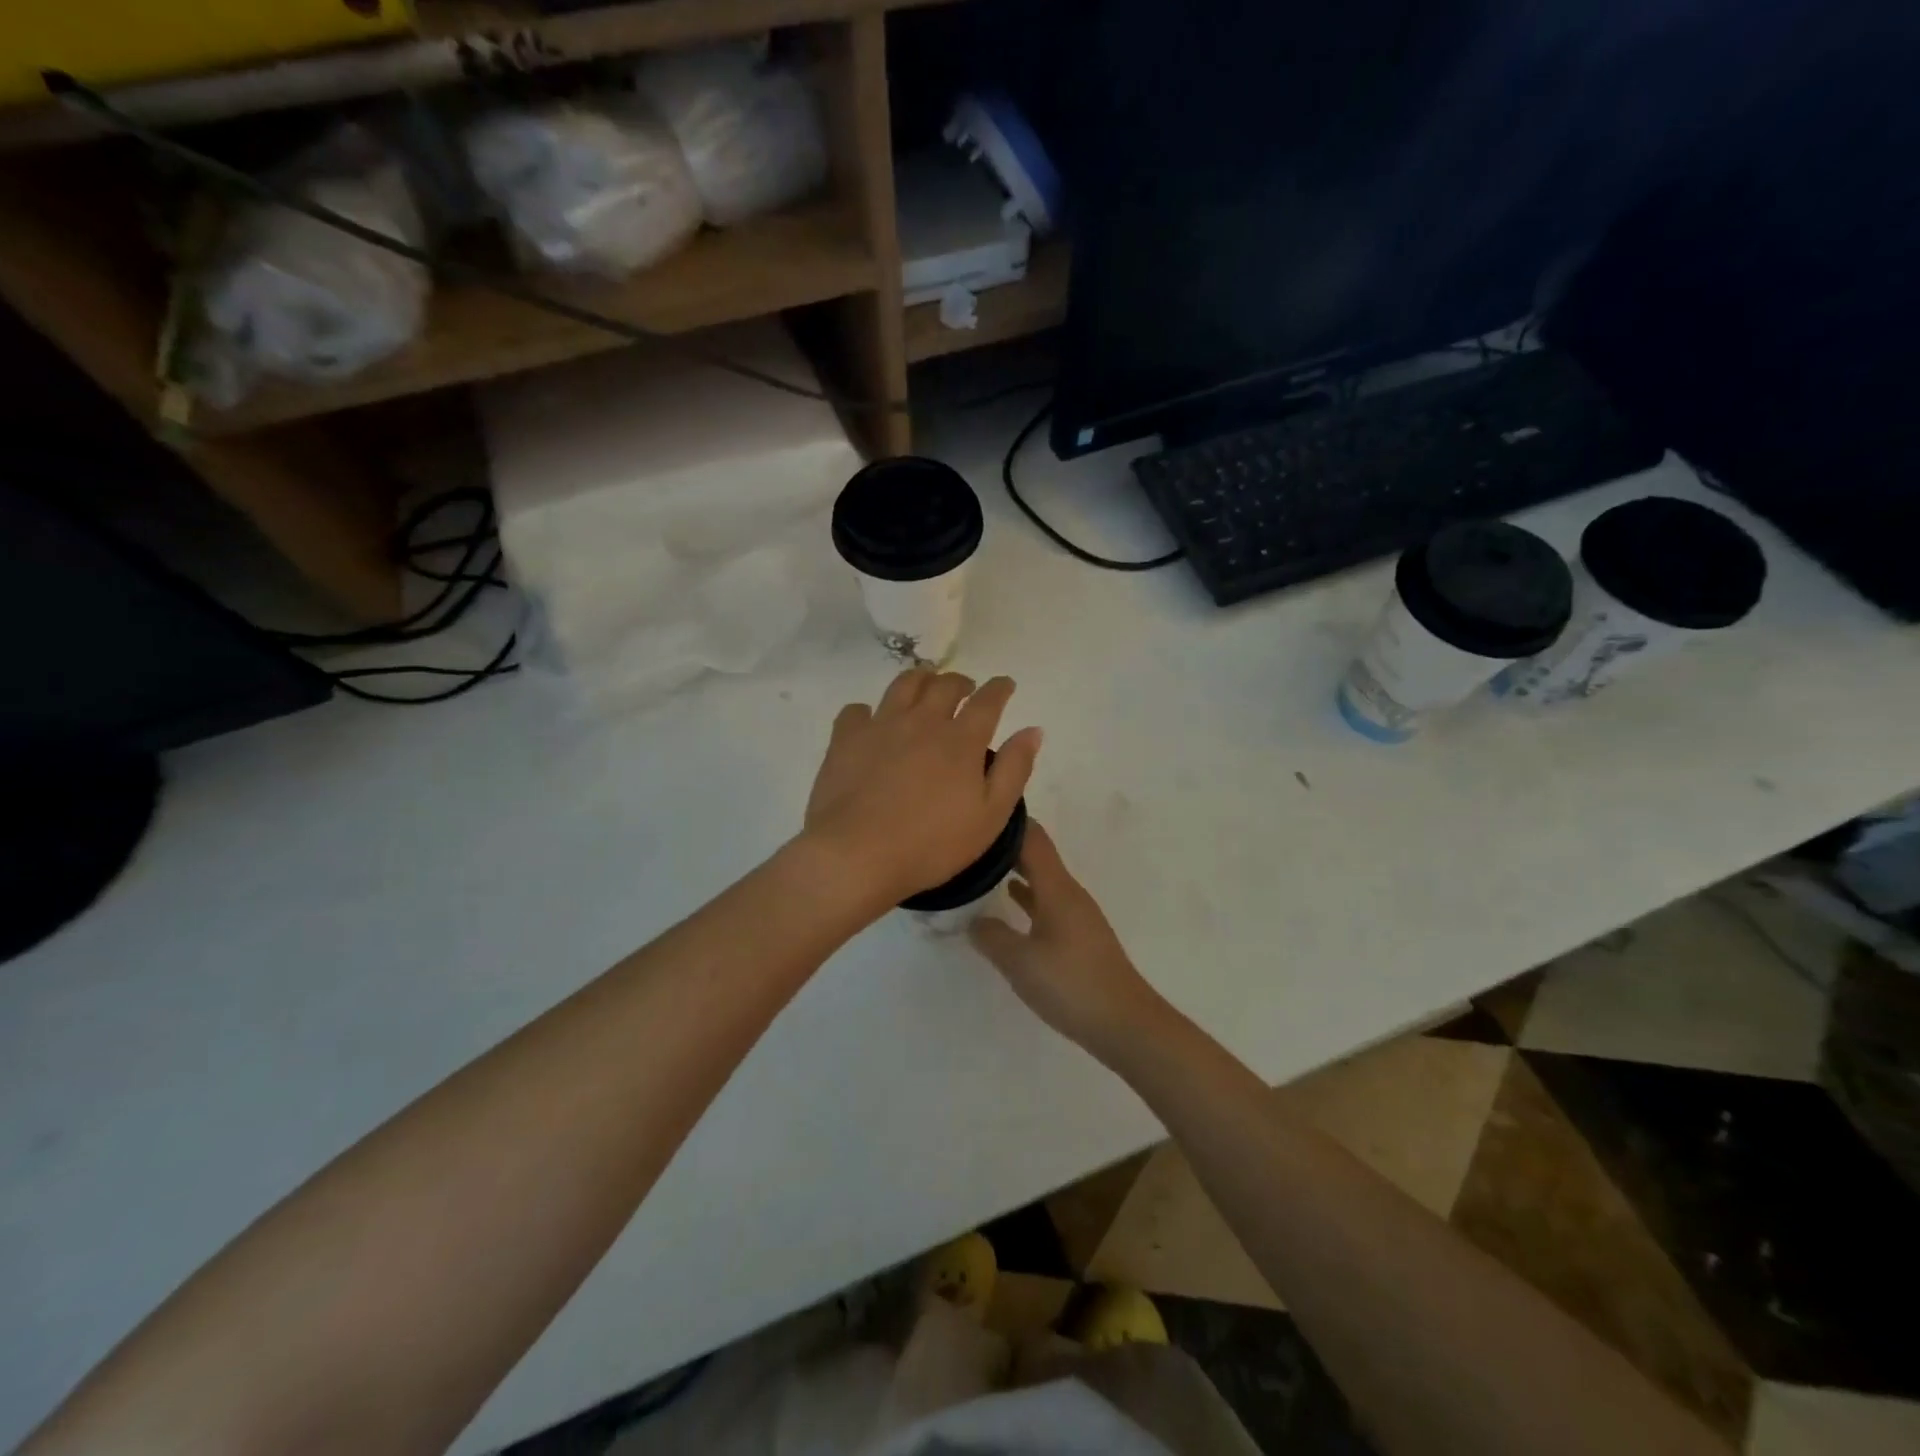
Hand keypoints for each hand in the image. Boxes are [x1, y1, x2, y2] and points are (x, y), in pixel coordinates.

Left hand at [802, 669, 1041, 908]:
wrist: (857, 855)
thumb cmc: (931, 844)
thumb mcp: (990, 816)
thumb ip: (1014, 769)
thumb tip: (1033, 731)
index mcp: (961, 740)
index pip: (987, 700)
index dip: (1000, 688)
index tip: (1005, 684)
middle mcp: (922, 721)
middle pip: (945, 684)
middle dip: (961, 682)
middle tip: (965, 690)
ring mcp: (881, 725)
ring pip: (904, 685)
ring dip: (921, 680)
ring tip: (925, 687)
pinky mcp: (846, 739)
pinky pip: (857, 710)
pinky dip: (869, 711)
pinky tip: (872, 722)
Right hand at [970, 822, 1169, 1059]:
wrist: (1125, 1023)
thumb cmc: (1071, 985)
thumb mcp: (1020, 962)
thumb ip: (991, 937)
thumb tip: (972, 920)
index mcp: (1057, 888)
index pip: (1032, 839)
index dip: (1007, 823)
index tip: (977, 813)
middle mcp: (1069, 893)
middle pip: (1037, 855)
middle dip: (1006, 845)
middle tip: (969, 841)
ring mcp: (1077, 914)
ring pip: (1042, 879)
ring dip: (1015, 870)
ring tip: (981, 867)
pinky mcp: (1079, 936)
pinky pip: (1047, 902)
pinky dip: (1027, 897)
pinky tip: (1010, 903)